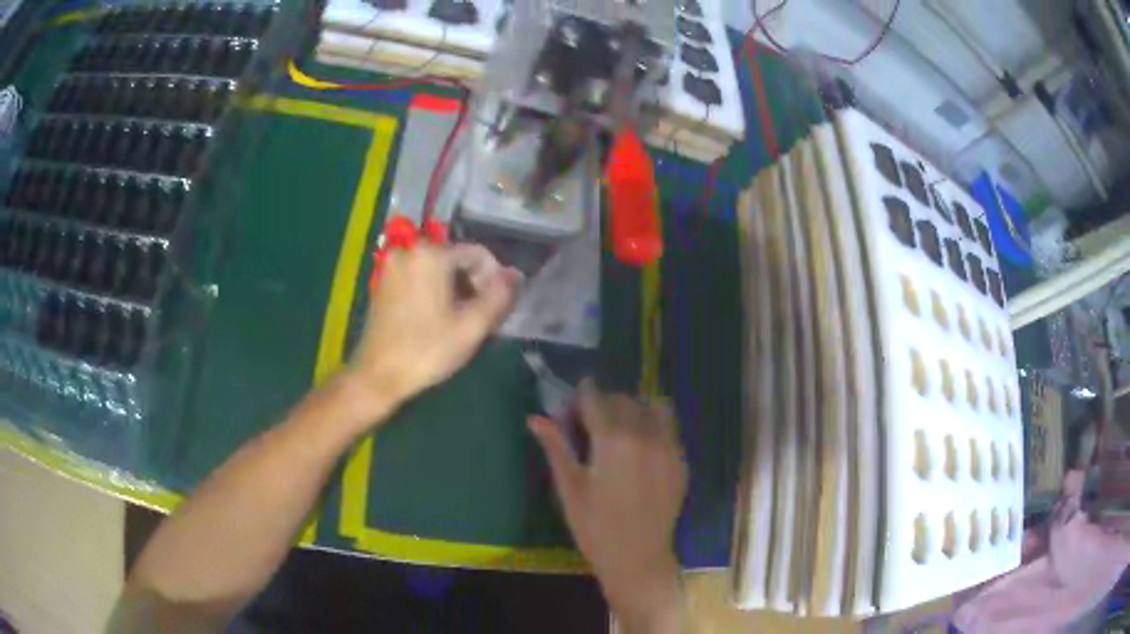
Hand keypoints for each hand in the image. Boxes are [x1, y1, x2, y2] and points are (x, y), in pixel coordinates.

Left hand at [345, 243, 520, 419]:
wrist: (378, 376)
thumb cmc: (427, 351)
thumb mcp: (472, 326)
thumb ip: (500, 295)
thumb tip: (516, 275)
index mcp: (431, 254)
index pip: (478, 254)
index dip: (495, 278)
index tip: (498, 306)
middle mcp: (409, 250)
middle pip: (456, 259)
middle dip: (474, 284)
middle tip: (482, 316)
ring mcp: (392, 266)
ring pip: (438, 269)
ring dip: (455, 289)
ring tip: (461, 320)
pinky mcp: (383, 282)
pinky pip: (419, 277)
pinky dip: (434, 292)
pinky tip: (438, 319)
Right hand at [529, 380, 687, 629]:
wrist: (637, 558)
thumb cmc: (595, 527)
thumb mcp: (569, 488)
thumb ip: (556, 448)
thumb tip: (535, 418)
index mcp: (613, 441)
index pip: (597, 399)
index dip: (583, 394)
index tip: (575, 400)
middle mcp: (646, 436)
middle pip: (625, 400)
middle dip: (606, 404)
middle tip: (592, 424)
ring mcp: (669, 448)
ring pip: (655, 408)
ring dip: (636, 409)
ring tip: (622, 430)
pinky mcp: (682, 461)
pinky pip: (669, 429)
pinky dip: (654, 427)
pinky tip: (641, 450)